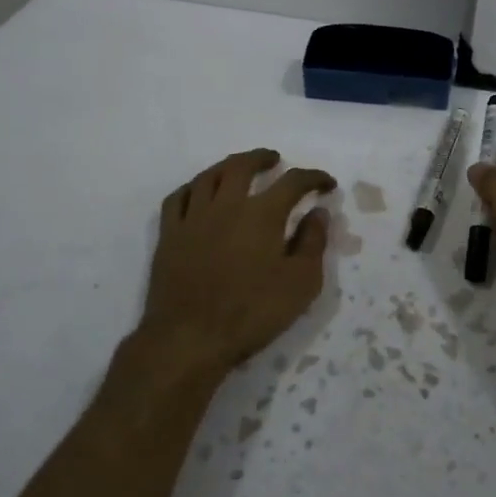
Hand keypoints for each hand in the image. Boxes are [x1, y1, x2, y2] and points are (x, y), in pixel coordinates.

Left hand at [132, 148, 334, 382]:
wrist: (189, 338)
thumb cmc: (252, 313)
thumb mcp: (301, 283)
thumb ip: (313, 243)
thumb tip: (318, 213)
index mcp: (262, 214)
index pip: (293, 182)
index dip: (313, 178)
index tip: (326, 184)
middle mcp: (227, 205)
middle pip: (243, 166)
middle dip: (262, 158)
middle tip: (275, 160)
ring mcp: (193, 218)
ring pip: (209, 176)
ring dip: (228, 166)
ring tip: (238, 169)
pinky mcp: (169, 235)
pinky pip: (178, 198)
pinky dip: (193, 188)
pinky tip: (199, 193)